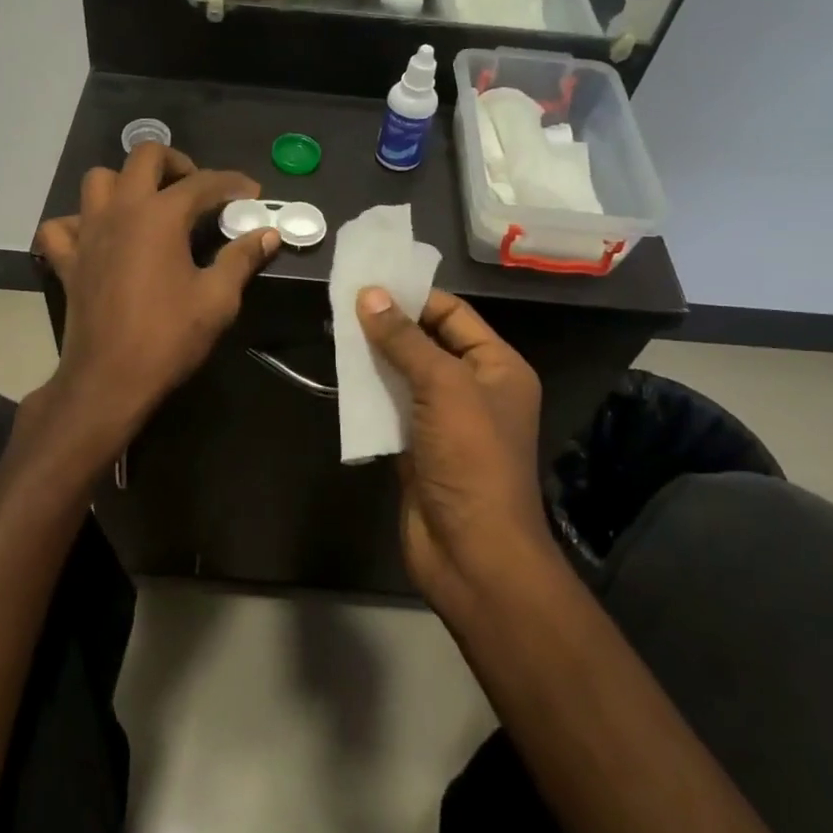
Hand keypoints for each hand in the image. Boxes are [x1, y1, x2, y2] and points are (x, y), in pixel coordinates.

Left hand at [35, 143, 278, 450]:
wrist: (109, 379)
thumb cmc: (169, 337)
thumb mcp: (217, 299)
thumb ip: (242, 259)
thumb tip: (268, 235)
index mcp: (160, 215)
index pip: (203, 182)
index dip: (233, 183)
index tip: (252, 194)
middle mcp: (121, 210)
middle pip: (144, 156)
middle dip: (177, 163)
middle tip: (197, 190)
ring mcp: (88, 232)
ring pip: (99, 180)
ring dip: (126, 183)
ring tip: (149, 206)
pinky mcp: (68, 259)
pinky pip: (62, 226)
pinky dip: (79, 223)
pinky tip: (99, 237)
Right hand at [356, 287, 548, 608]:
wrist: (472, 552)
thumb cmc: (471, 458)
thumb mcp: (443, 387)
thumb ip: (405, 339)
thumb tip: (370, 293)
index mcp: (498, 367)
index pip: (454, 314)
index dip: (414, 296)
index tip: (369, 280)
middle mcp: (474, 388)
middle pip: (427, 343)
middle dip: (388, 325)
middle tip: (342, 303)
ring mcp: (444, 421)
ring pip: (404, 376)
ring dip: (374, 358)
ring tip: (334, 332)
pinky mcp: (417, 448)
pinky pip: (390, 409)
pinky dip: (368, 394)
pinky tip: (340, 376)